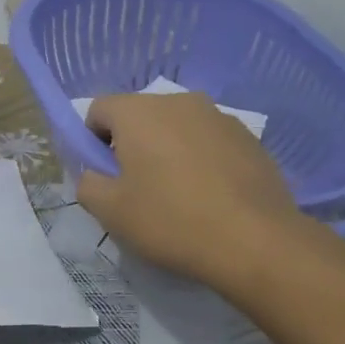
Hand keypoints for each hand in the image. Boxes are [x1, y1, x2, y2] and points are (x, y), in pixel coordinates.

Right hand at [77, 94, 307, 289]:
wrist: (256, 242)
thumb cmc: (171, 221)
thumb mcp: (110, 211)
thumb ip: (88, 183)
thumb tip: (96, 174)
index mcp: (139, 111)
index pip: (98, 110)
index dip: (91, 141)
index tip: (104, 176)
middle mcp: (179, 101)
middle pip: (139, 115)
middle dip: (131, 145)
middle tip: (137, 189)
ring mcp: (219, 116)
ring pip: (176, 127)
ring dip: (168, 151)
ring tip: (178, 196)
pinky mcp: (249, 137)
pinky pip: (208, 141)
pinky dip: (200, 160)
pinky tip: (209, 197)